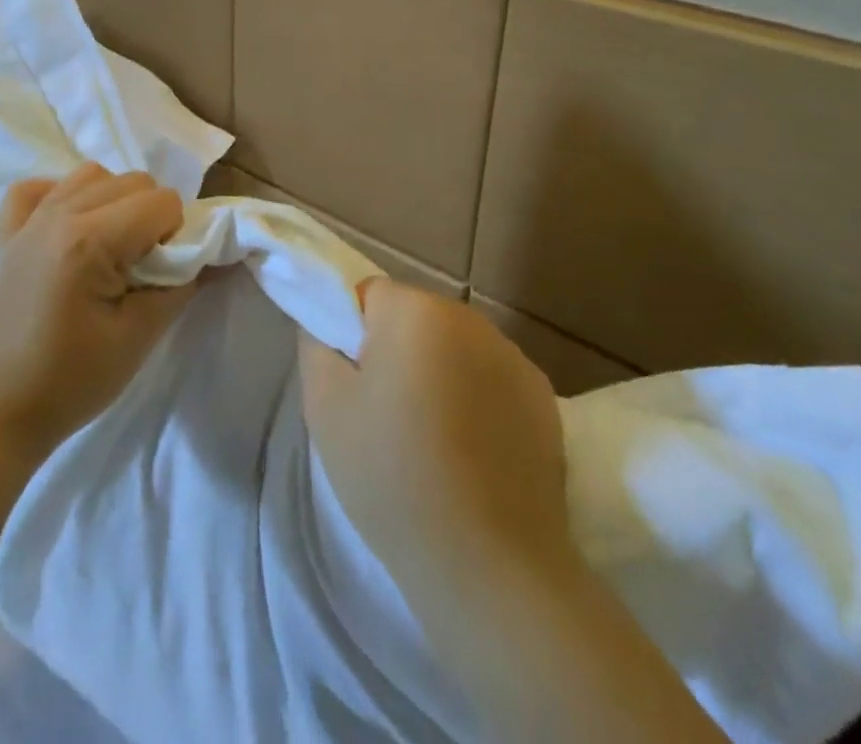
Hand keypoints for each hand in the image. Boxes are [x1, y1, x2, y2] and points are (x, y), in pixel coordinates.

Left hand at [0, 163, 194, 457]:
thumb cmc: (72, 381)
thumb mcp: (139, 337)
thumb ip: (180, 286)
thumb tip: (209, 255)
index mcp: (90, 240)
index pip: (163, 202)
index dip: (176, 235)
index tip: (162, 275)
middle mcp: (59, 214)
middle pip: (133, 181)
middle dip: (152, 216)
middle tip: (142, 268)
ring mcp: (29, 220)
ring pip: (92, 174)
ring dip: (115, 200)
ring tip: (111, 247)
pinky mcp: (9, 233)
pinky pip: (38, 187)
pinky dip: (61, 196)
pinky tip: (70, 227)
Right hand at [300, 280, 574, 595]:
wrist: (489, 564)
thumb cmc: (392, 477)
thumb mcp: (325, 407)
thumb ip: (316, 343)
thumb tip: (326, 322)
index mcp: (414, 310)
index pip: (368, 296)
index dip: (353, 336)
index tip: (355, 387)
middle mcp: (468, 317)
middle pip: (414, 318)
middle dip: (397, 352)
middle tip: (386, 417)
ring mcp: (511, 355)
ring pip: (453, 348)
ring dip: (439, 374)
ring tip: (431, 442)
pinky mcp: (543, 395)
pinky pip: (491, 379)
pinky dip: (477, 401)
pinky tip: (472, 455)